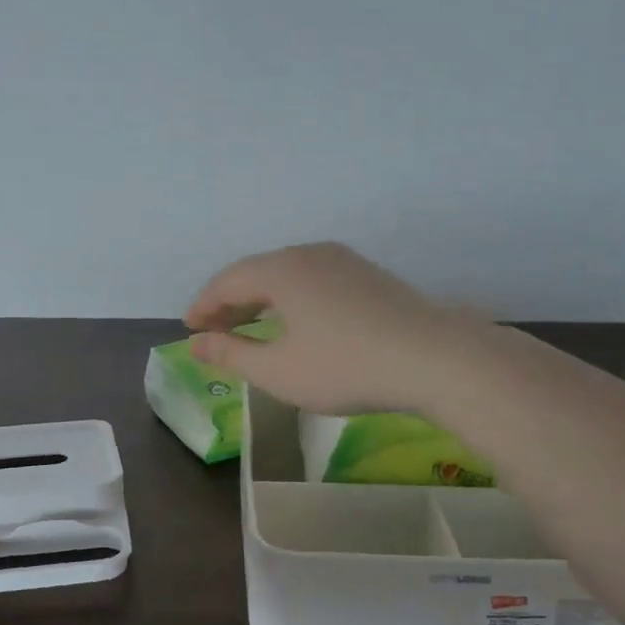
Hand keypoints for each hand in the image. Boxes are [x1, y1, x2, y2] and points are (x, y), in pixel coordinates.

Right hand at [184, 242, 485, 414]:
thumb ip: (231, 353)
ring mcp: (344, 261)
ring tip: (250, 327)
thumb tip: (195, 343)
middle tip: (213, 331)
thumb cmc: (345, 367)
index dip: (204, 305)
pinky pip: (313, 280)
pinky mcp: (369, 276)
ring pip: (287, 275)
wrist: (435, 358)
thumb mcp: (278, 370)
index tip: (189, 328)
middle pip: (257, 272)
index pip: (227, 281)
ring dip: (261, 300)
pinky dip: (291, 299)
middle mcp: (309, 254)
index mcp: (281, 270)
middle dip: (230, 302)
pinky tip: (297, 324)